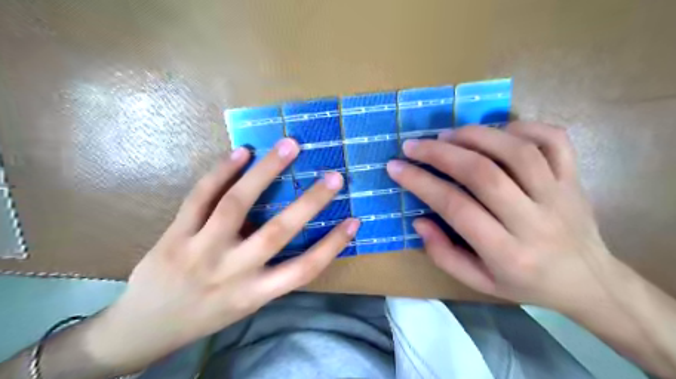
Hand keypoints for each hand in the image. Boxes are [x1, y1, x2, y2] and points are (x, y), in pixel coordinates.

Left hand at [84, 138, 358, 370]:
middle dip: (310, 201)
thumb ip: (270, 273)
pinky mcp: (175, 234)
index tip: (354, 220)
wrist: (144, 328)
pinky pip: (200, 197)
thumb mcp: (245, 303)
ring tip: (289, 146)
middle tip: (334, 175)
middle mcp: (232, 272)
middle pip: (277, 232)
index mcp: (255, 293)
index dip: (332, 245)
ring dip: (266, 171)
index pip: (304, 269)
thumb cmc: (206, 315)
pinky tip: (242, 152)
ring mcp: (200, 250)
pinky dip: (222, 171)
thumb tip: (296, 232)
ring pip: (236, 204)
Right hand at [391, 123, 615, 311]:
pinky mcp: (574, 178)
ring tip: (447, 134)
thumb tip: (419, 220)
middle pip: (483, 174)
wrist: (590, 282)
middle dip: (441, 154)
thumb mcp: (479, 283)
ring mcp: (559, 195)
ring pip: (516, 151)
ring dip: (475, 136)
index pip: (456, 208)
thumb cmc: (526, 283)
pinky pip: (554, 140)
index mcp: (507, 253)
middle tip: (414, 145)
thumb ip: (444, 254)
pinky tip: (497, 132)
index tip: (396, 167)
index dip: (421, 183)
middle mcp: (534, 220)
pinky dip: (523, 127)